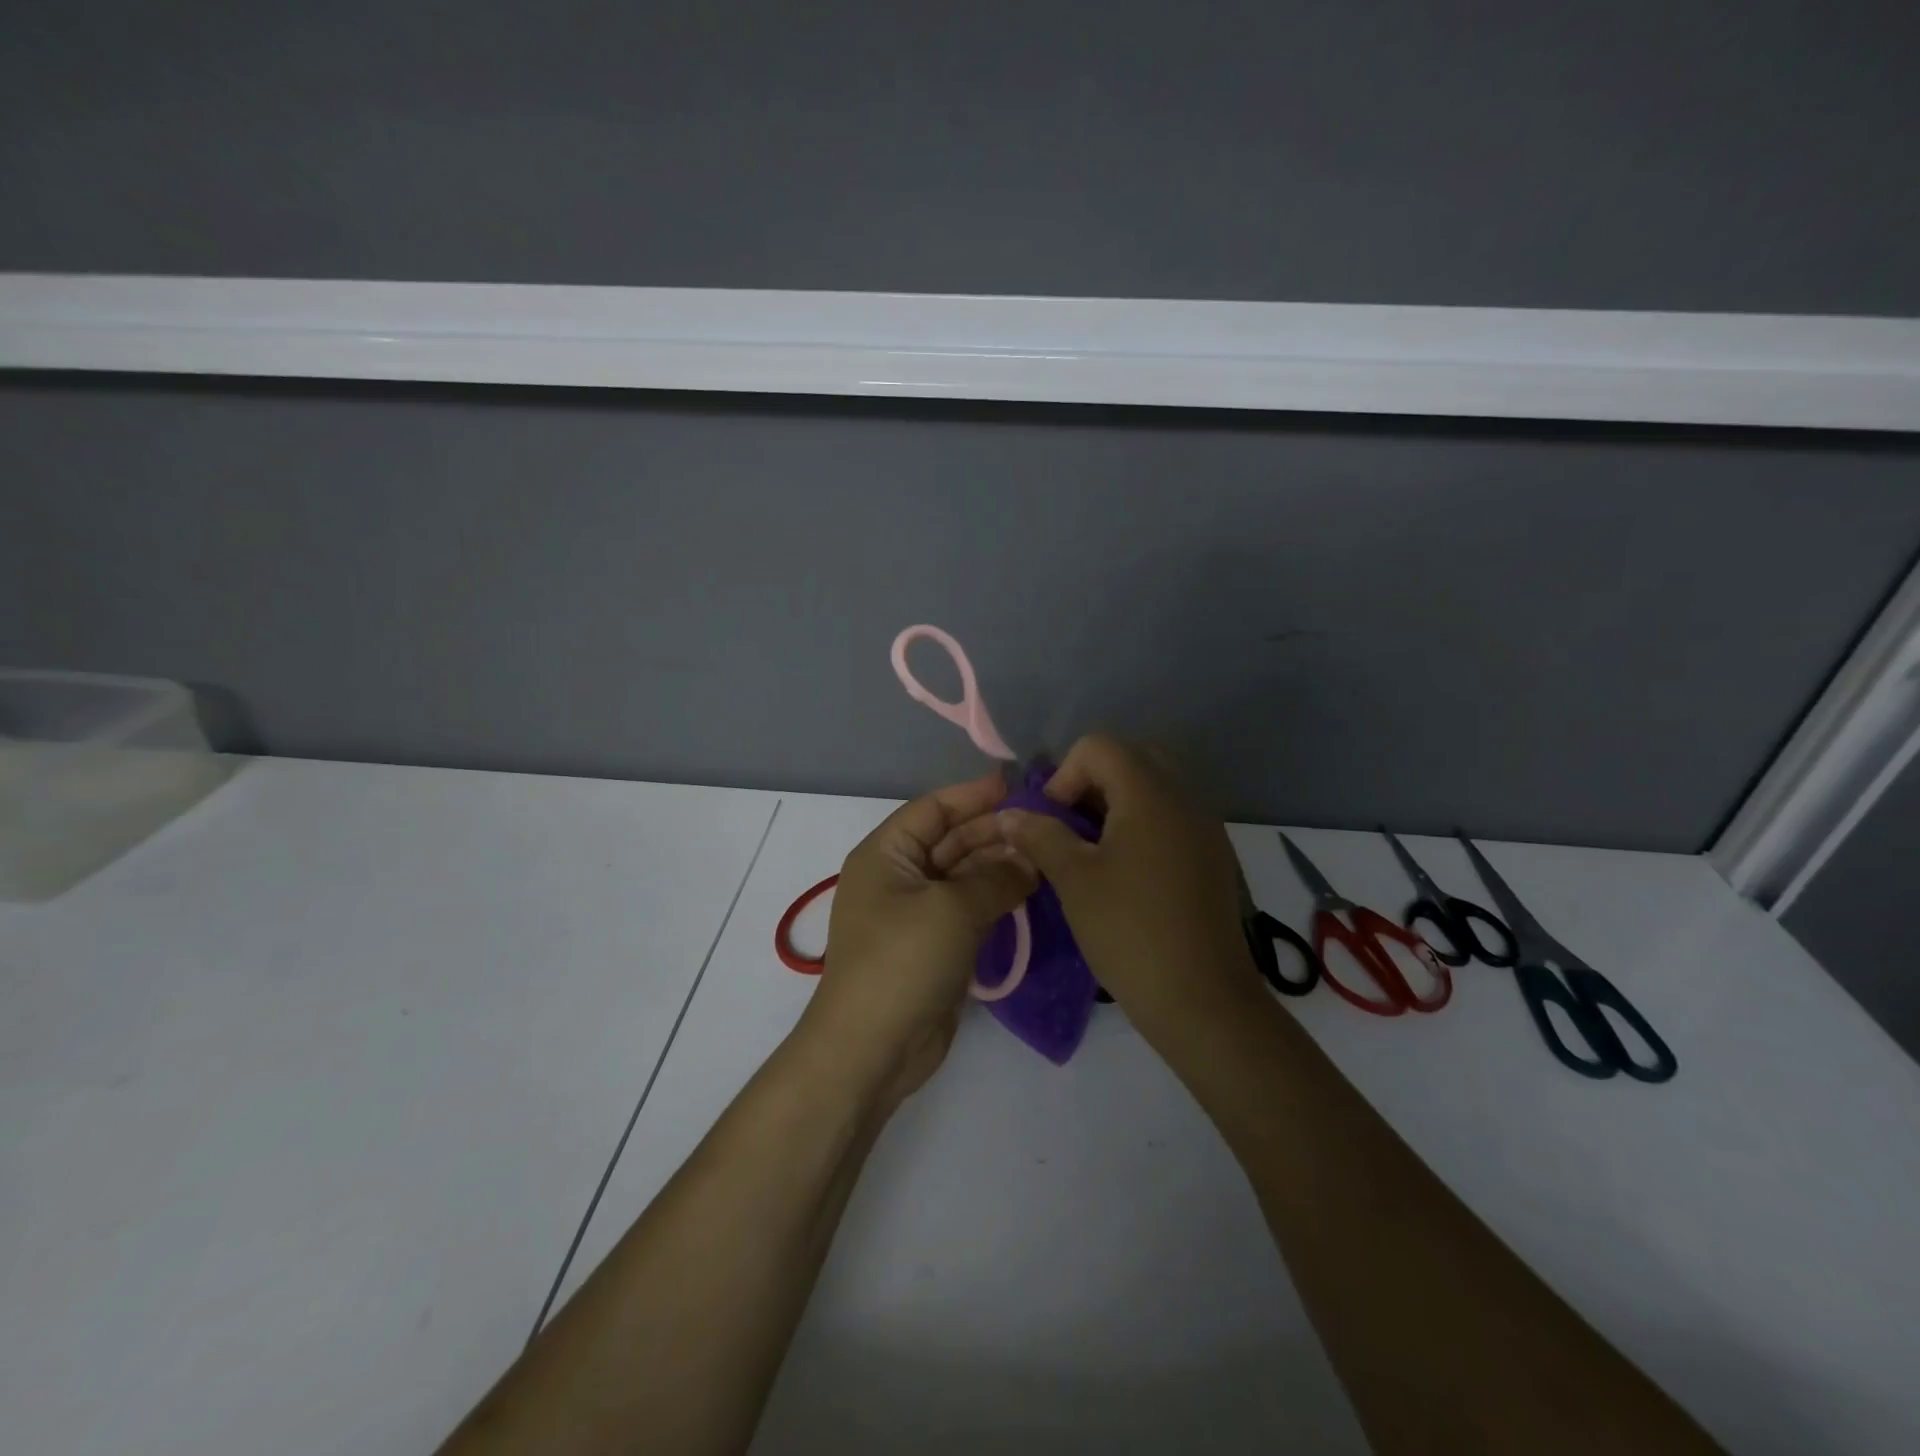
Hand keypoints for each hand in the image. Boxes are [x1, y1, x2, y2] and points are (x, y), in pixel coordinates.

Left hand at [792, 771, 1035, 1112]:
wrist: (872, 1047)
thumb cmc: (903, 961)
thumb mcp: (952, 909)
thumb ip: (996, 878)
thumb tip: (1030, 859)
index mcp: (886, 854)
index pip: (933, 809)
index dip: (973, 795)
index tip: (1018, 787)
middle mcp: (898, 876)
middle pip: (951, 840)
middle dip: (994, 832)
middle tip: (1045, 826)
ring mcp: (916, 913)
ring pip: (963, 876)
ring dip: (999, 866)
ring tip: (1046, 856)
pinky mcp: (934, 946)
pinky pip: (968, 909)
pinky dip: (996, 898)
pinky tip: (1031, 891)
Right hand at [940, 735, 1260, 1042]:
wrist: (1202, 999)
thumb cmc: (1130, 932)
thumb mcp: (1074, 880)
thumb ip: (1040, 835)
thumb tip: (1011, 814)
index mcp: (1151, 794)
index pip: (1100, 746)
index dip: (1065, 774)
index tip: (1053, 821)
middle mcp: (1185, 798)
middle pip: (1132, 758)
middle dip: (1092, 782)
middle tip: (1072, 826)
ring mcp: (1205, 826)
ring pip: (1155, 786)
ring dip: (1117, 803)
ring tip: (1094, 850)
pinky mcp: (1214, 855)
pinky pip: (1173, 815)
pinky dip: (1143, 824)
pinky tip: (1127, 871)